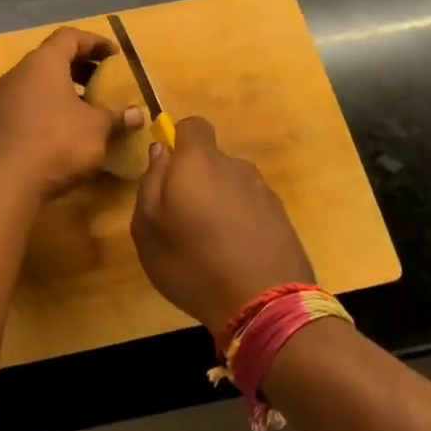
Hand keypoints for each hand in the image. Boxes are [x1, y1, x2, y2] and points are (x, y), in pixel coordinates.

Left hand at [0, 27, 143, 200]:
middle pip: (53, 57)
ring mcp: (5, 97)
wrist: (3, 182)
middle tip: (104, 80)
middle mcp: (20, 72)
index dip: (95, 42)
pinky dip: (50, 106)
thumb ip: (117, 117)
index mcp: (44, 62)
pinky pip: (29, 102)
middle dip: (81, 66)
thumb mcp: (96, 129)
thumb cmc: (56, 142)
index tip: (116, 56)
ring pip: (39, 82)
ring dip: (66, 89)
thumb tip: (138, 114)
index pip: (70, 37)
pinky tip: (66, 129)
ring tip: (89, 107)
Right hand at [131, 116, 315, 333]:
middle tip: (183, 220)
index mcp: (200, 161)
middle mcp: (235, 167)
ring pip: (233, 186)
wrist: (265, 304)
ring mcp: (263, 192)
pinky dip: (242, 224)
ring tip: (211, 245)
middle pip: (212, 160)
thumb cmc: (192, 261)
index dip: (179, 140)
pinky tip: (236, 258)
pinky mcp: (283, 219)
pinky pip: (253, 210)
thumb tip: (161, 151)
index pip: (193, 125)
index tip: (169, 170)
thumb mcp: (148, 227)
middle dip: (198, 180)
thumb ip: (150, 181)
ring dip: (221, 204)